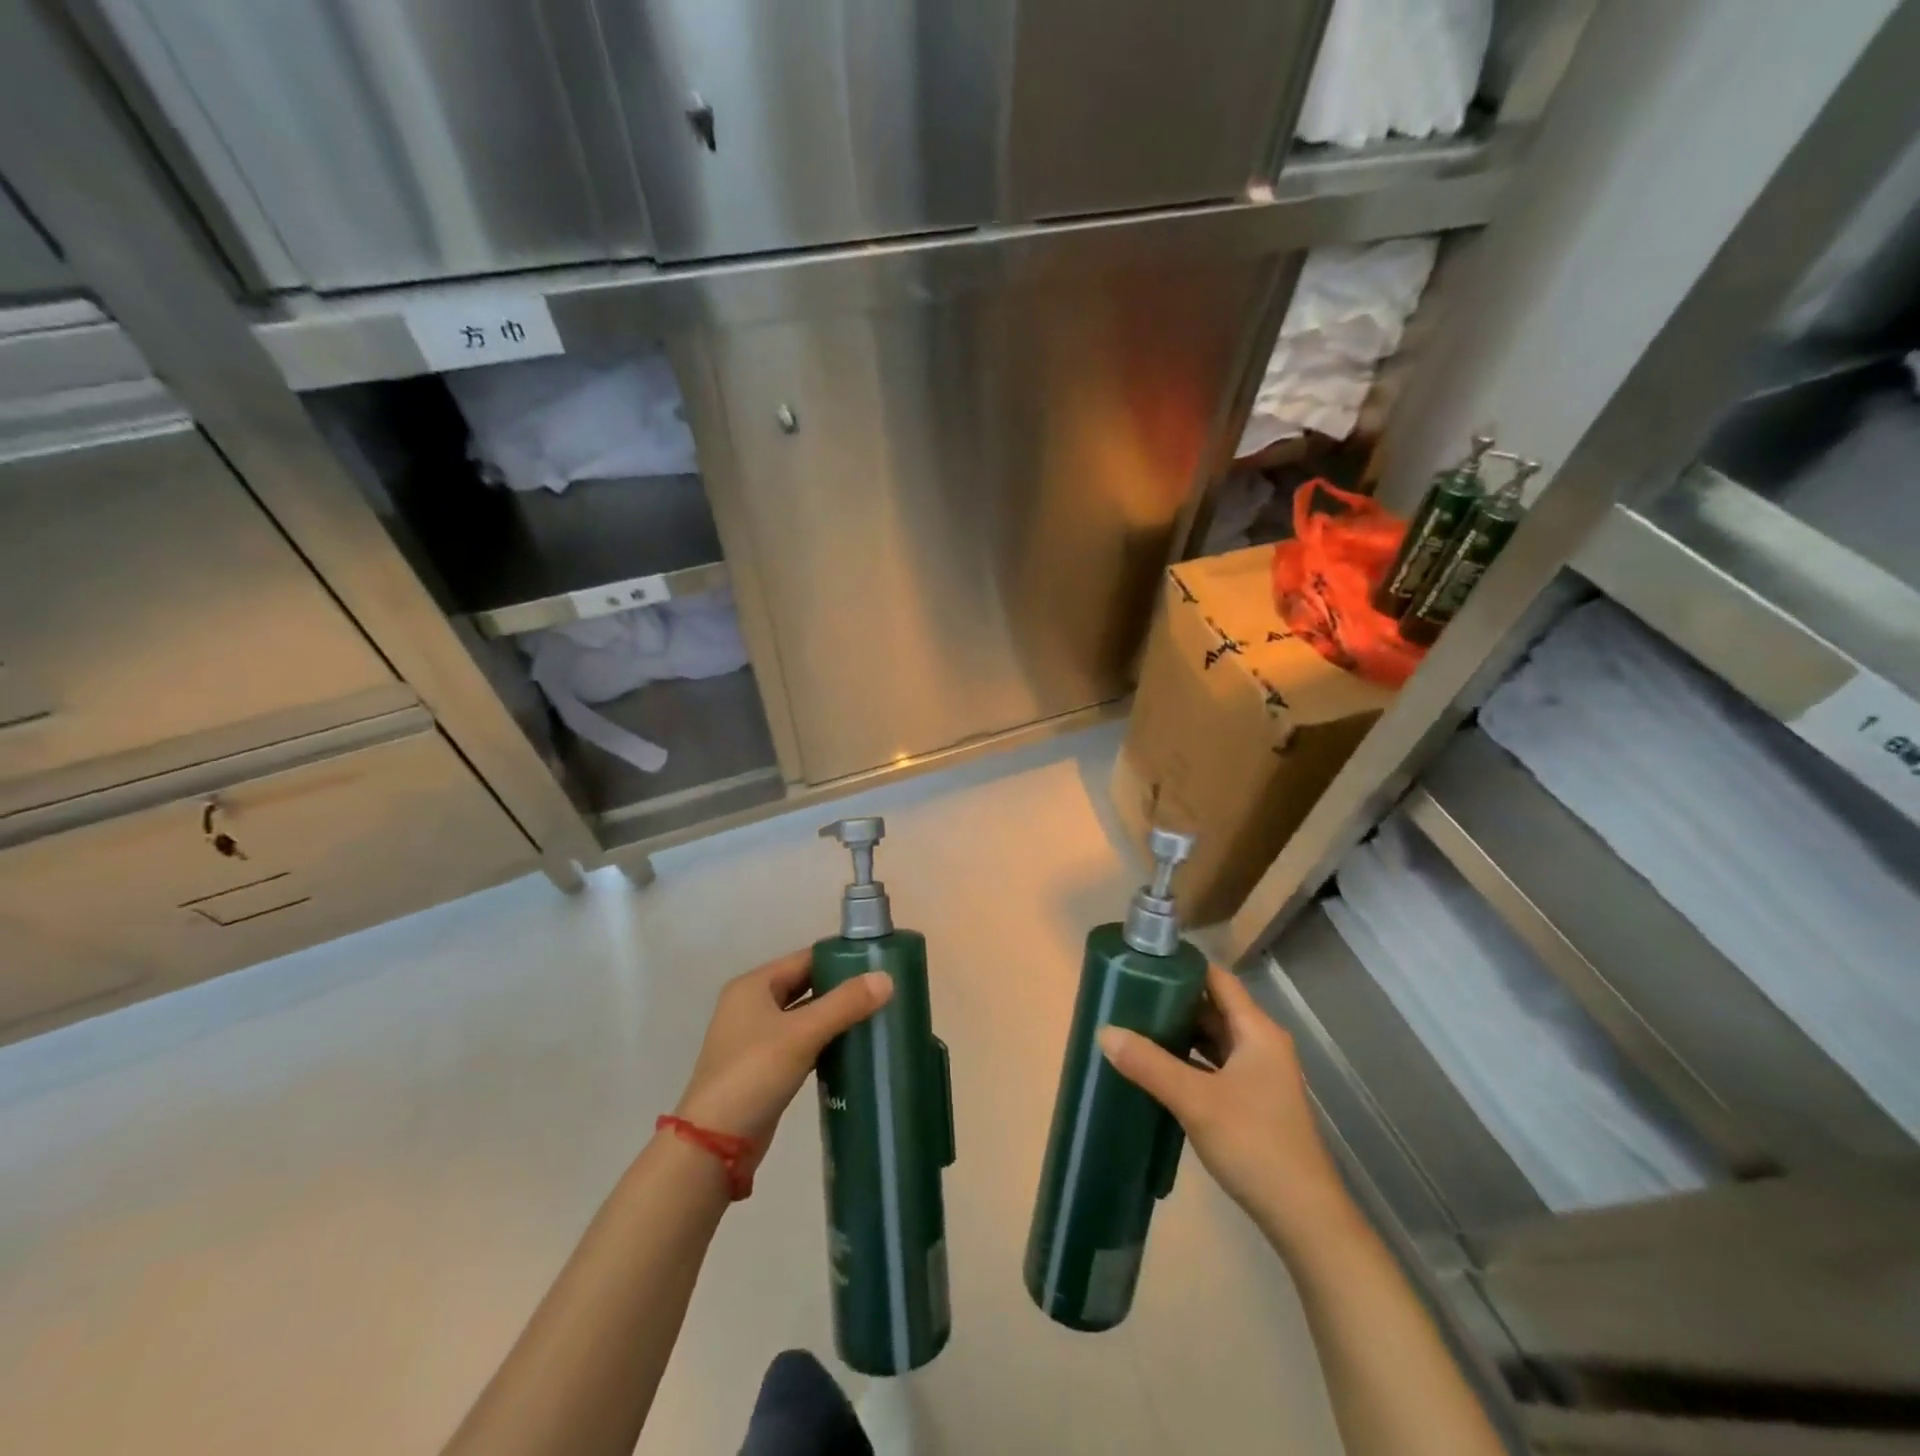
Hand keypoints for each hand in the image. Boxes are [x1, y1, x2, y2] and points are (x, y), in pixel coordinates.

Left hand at [674, 951, 891, 1160]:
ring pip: (804, 1017)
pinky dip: (823, 1042)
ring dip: (834, 1017)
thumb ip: (845, 1004)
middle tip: (882, 990)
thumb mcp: (803, 1033)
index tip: (877, 962)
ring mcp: (755, 1039)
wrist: (715, 1144)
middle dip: (840, 989)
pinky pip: (800, 1044)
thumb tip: (887, 978)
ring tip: (874, 1016)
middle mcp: (751, 1005)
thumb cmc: (755, 1073)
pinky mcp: (763, 1068)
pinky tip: (851, 1049)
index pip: (805, 959)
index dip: (840, 958)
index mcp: (754, 985)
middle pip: (804, 986)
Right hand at [1098, 964, 1350, 1250]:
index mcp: (1257, 1031)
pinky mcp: (1253, 1103)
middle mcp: (1261, 1046)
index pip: (1218, 979)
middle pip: (1214, 1009)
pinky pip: (1215, 1067)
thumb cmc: (1254, 1144)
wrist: (1303, 1218)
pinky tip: (1159, 1070)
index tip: (1143, 964)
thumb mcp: (1195, 1100)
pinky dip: (1189, 1062)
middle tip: (1130, 997)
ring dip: (1180, 1034)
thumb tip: (1105, 1032)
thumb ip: (1149, 1064)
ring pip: (1214, 1040)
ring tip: (1137, 1028)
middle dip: (1174, 1002)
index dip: (1183, 967)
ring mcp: (1259, 1076)